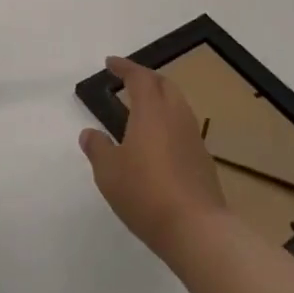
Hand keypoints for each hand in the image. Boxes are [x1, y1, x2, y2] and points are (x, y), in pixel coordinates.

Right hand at [80, 56, 227, 259]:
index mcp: (151, 112)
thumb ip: (98, 148)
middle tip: (128, 81)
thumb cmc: (145, 193)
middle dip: (146, 78)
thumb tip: (89, 133)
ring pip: (178, 105)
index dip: (125, 67)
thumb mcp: (109, 172)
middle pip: (165, 85)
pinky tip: (158, 143)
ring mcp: (194, 138)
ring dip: (160, 100)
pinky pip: (184, 128)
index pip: (140, 77)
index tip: (110, 63)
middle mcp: (176, 117)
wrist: (197, 229)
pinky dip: (169, 123)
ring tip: (142, 111)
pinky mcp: (203, 160)